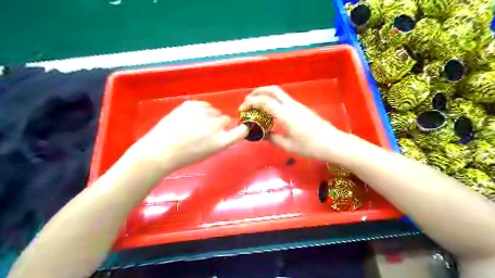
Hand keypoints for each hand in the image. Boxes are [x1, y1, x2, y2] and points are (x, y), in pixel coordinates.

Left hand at [134, 102, 247, 171]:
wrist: (161, 150)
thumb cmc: (184, 157)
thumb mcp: (208, 153)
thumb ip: (219, 141)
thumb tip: (222, 131)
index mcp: (221, 142)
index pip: (242, 131)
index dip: (243, 128)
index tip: (242, 127)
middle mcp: (217, 126)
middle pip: (226, 119)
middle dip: (219, 123)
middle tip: (206, 128)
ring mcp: (205, 114)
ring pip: (214, 110)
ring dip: (209, 115)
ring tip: (194, 123)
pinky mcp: (194, 104)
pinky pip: (203, 105)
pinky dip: (199, 110)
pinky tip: (188, 117)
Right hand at [240, 85, 350, 163]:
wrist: (333, 143)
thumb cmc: (310, 147)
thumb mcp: (288, 145)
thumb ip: (272, 138)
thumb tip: (262, 134)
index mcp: (286, 114)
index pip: (264, 102)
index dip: (251, 103)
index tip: (242, 109)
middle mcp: (291, 105)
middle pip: (272, 90)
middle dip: (258, 91)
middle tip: (248, 99)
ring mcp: (298, 105)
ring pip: (279, 93)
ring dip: (266, 95)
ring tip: (257, 104)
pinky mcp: (302, 108)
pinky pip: (284, 100)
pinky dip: (274, 100)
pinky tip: (271, 111)